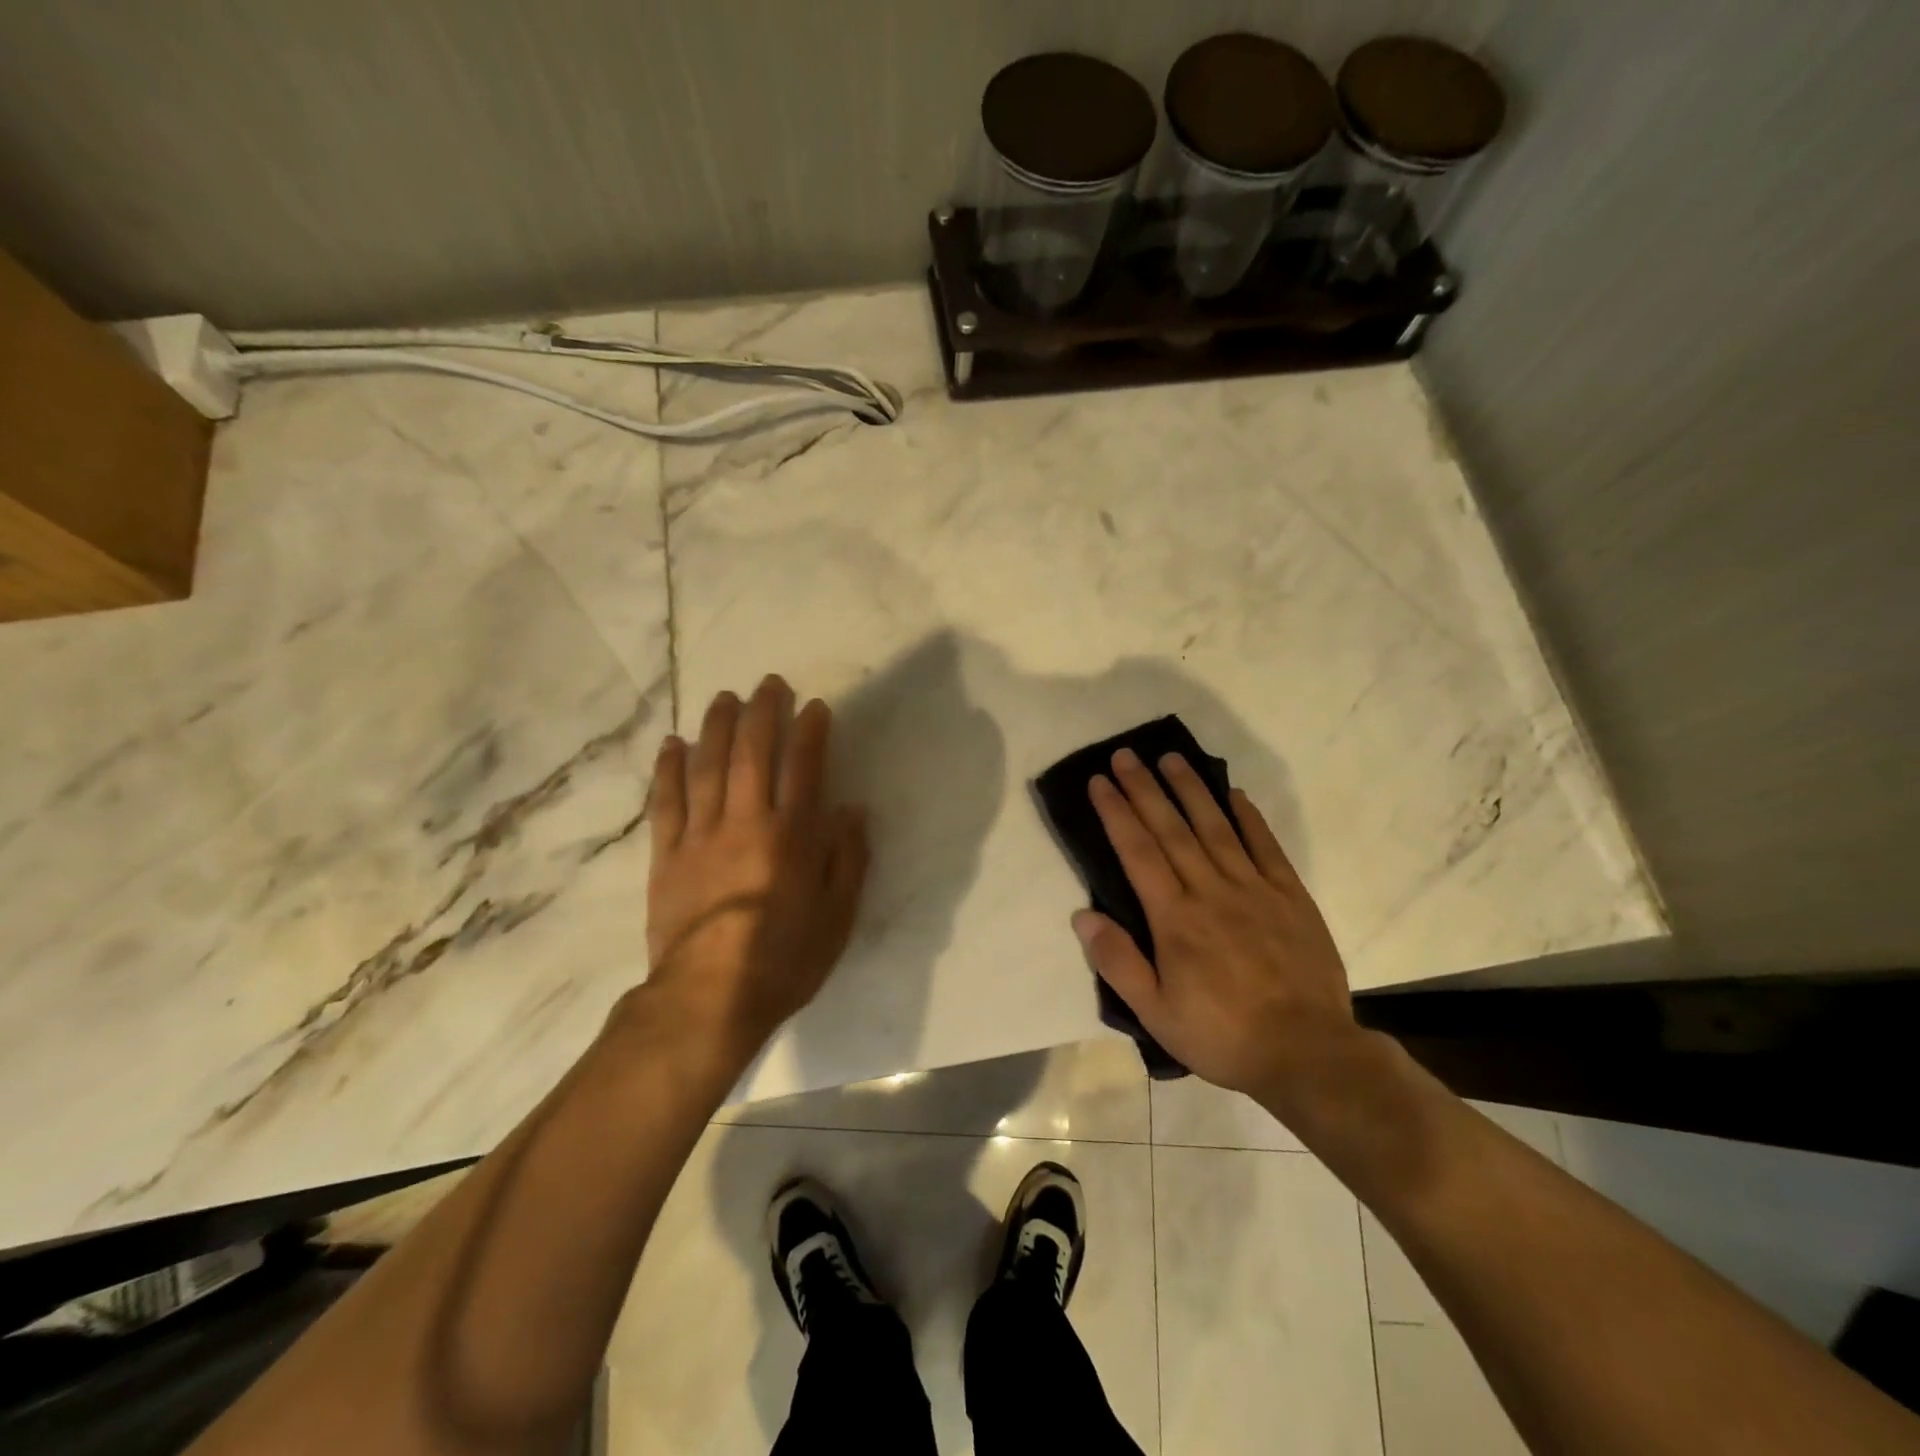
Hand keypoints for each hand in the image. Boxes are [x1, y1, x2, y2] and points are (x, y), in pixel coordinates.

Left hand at [643, 675, 868, 1071]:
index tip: (815, 707)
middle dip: (762, 713)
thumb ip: (847, 859)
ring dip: (717, 727)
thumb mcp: (837, 917)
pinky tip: (673, 744)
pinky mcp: (667, 855)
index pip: (803, 768)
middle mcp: (745, 823)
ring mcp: (700, 835)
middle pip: (752, 754)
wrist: (708, 999)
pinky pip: (666, 802)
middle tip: (769, 684)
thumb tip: (851, 810)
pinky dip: (669, 769)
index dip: (810, 732)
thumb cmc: (784, 960)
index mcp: (791, 837)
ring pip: (707, 767)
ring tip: (724, 697)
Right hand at [1073, 748, 1356, 1105]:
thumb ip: (1118, 962)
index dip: (1116, 813)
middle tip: (1126, 754)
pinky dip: (1248, 817)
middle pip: (1171, 829)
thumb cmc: (1222, 1035)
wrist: (1307, 1053)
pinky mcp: (1290, 896)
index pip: (1137, 852)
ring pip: (1216, 827)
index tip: (1100, 781)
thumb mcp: (1156, 1013)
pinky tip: (1234, 794)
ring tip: (1171, 757)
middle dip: (1145, 788)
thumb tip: (1083, 915)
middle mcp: (1211, 891)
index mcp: (1175, 918)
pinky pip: (1266, 846)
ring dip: (1191, 789)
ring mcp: (1254, 889)